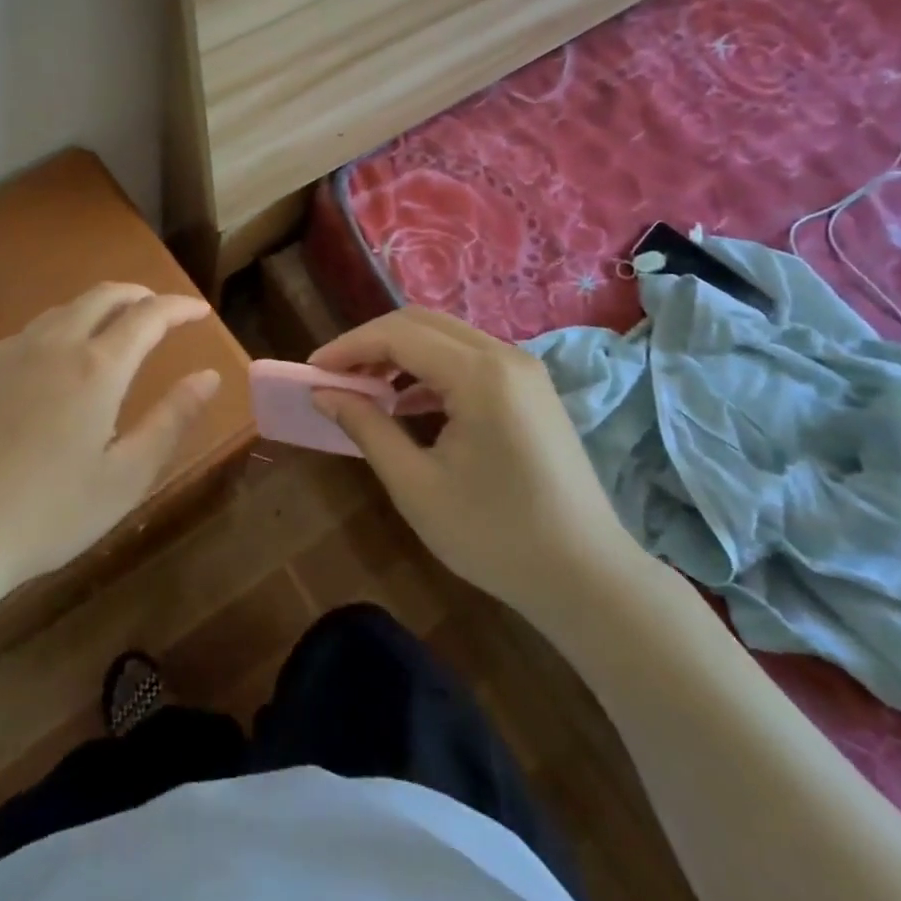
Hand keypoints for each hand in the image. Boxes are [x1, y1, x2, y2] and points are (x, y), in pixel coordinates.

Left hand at [0, 283, 220, 605]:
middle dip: (140, 295)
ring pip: (66, 308)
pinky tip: (62, 358)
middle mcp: (56, 344)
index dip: (179, 307)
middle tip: (162, 312)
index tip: (200, 312)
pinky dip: (64, 326)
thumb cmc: (49, 513)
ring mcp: (13, 351)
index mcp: (97, 367)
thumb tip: (210, 376)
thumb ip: (172, 419)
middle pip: (104, 295)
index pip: (149, 315)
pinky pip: (34, 329)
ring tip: (118, 329)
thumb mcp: (126, 476)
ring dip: (101, 307)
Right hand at [310, 308, 647, 630]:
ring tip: (365, 388)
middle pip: (421, 322)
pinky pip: (469, 358)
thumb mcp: (416, 486)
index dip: (348, 347)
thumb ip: (367, 428)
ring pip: (445, 336)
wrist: (588, 578)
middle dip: (371, 343)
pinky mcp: (531, 389)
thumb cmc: (496, 536)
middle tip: (335, 377)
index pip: (398, 334)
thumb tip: (324, 393)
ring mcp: (524, 370)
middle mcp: (505, 356)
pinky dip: (430, 369)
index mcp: (480, 374)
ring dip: (400, 352)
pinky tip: (407, 402)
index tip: (312, 370)